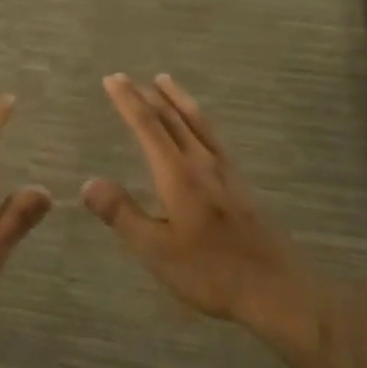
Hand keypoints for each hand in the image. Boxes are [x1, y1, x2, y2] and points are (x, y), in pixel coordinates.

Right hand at [83, 74, 300, 328]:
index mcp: (179, 175)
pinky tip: (201, 128)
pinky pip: (213, 136)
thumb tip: (88, 182)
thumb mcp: (156, 250)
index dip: (128, 101)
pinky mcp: (241, 184)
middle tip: (127, 78)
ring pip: (198, 122)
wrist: (278, 289)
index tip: (112, 79)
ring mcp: (226, 172)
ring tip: (165, 81)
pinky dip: (198, 119)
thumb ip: (122, 214)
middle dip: (148, 96)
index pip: (148, 126)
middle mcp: (203, 163)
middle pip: (173, 119)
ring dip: (177, 99)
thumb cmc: (211, 272)